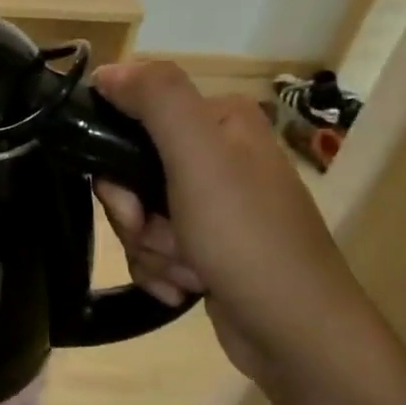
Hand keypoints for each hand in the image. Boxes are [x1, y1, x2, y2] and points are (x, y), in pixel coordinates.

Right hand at [91, 62, 382, 396]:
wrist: (298, 334)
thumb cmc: (247, 239)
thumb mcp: (200, 158)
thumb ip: (156, 100)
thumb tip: (107, 70)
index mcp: (219, 121)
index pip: (133, 116)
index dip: (114, 158)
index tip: (127, 196)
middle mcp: (217, 155)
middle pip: (130, 171)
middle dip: (134, 214)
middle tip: (158, 236)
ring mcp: (213, 204)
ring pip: (137, 214)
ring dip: (148, 249)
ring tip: (186, 272)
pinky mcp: (208, 246)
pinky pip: (154, 247)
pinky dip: (160, 271)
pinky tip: (186, 288)